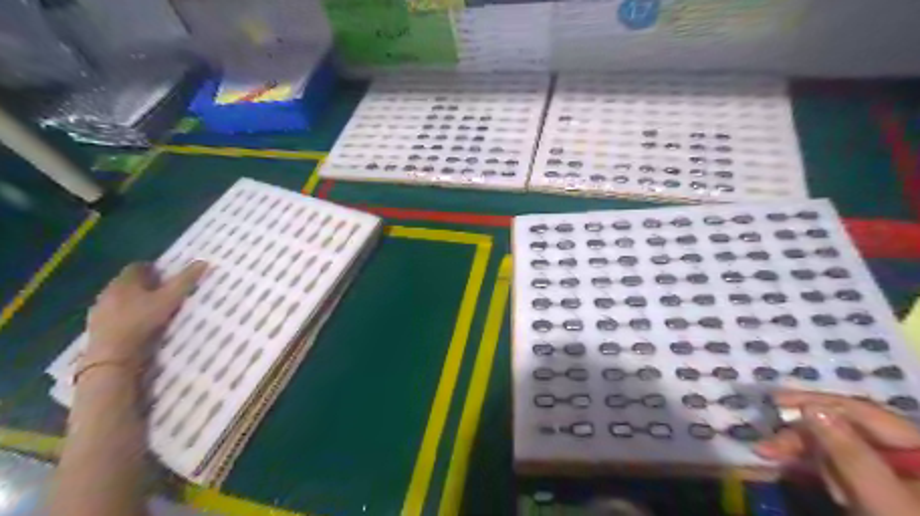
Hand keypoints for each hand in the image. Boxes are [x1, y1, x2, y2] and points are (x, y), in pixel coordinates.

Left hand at [85, 262, 206, 365]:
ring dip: (134, 299)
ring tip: (152, 308)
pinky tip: (137, 323)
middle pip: (128, 281)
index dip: (154, 269)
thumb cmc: (142, 321)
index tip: (167, 276)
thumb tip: (203, 261)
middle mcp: (108, 290)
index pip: (138, 266)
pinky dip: (125, 314)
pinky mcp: (96, 325)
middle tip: (164, 292)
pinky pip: (114, 313)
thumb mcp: (170, 299)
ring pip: (120, 297)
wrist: (112, 355)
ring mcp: (99, 309)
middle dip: (144, 284)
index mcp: (125, 281)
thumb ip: (186, 281)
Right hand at [755, 391, 918, 514]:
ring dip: (805, 453)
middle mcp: (911, 454)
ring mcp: (896, 472)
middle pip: (846, 429)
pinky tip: (793, 469)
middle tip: (767, 446)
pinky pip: (840, 466)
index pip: (862, 411)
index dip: (818, 402)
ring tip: (776, 460)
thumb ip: (850, 452)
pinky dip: (816, 467)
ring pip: (838, 446)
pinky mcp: (880, 488)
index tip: (774, 402)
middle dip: (804, 436)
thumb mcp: (883, 500)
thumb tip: (810, 407)